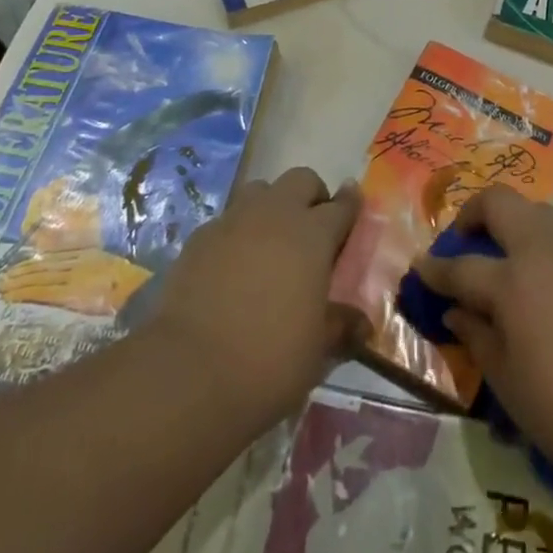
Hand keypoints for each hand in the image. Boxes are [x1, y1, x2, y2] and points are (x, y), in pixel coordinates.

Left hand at [147, 167, 360, 430]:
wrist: (189, 373)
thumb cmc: (269, 360)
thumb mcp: (317, 351)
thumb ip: (341, 327)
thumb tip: (363, 323)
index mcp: (313, 235)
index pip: (341, 206)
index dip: (350, 204)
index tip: (354, 203)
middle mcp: (275, 214)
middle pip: (301, 180)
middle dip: (312, 196)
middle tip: (313, 229)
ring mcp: (234, 221)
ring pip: (260, 191)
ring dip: (272, 206)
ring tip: (271, 241)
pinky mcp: (199, 237)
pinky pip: (227, 220)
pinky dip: (237, 233)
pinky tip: (232, 266)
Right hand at [414, 187, 552, 495]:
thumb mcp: (507, 382)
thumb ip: (477, 336)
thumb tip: (457, 310)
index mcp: (511, 281)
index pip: (461, 266)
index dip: (436, 269)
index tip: (422, 268)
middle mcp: (542, 252)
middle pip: (500, 203)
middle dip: (474, 213)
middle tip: (465, 241)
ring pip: (537, 211)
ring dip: (513, 222)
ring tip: (505, 256)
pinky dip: (543, 246)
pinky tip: (545, 283)